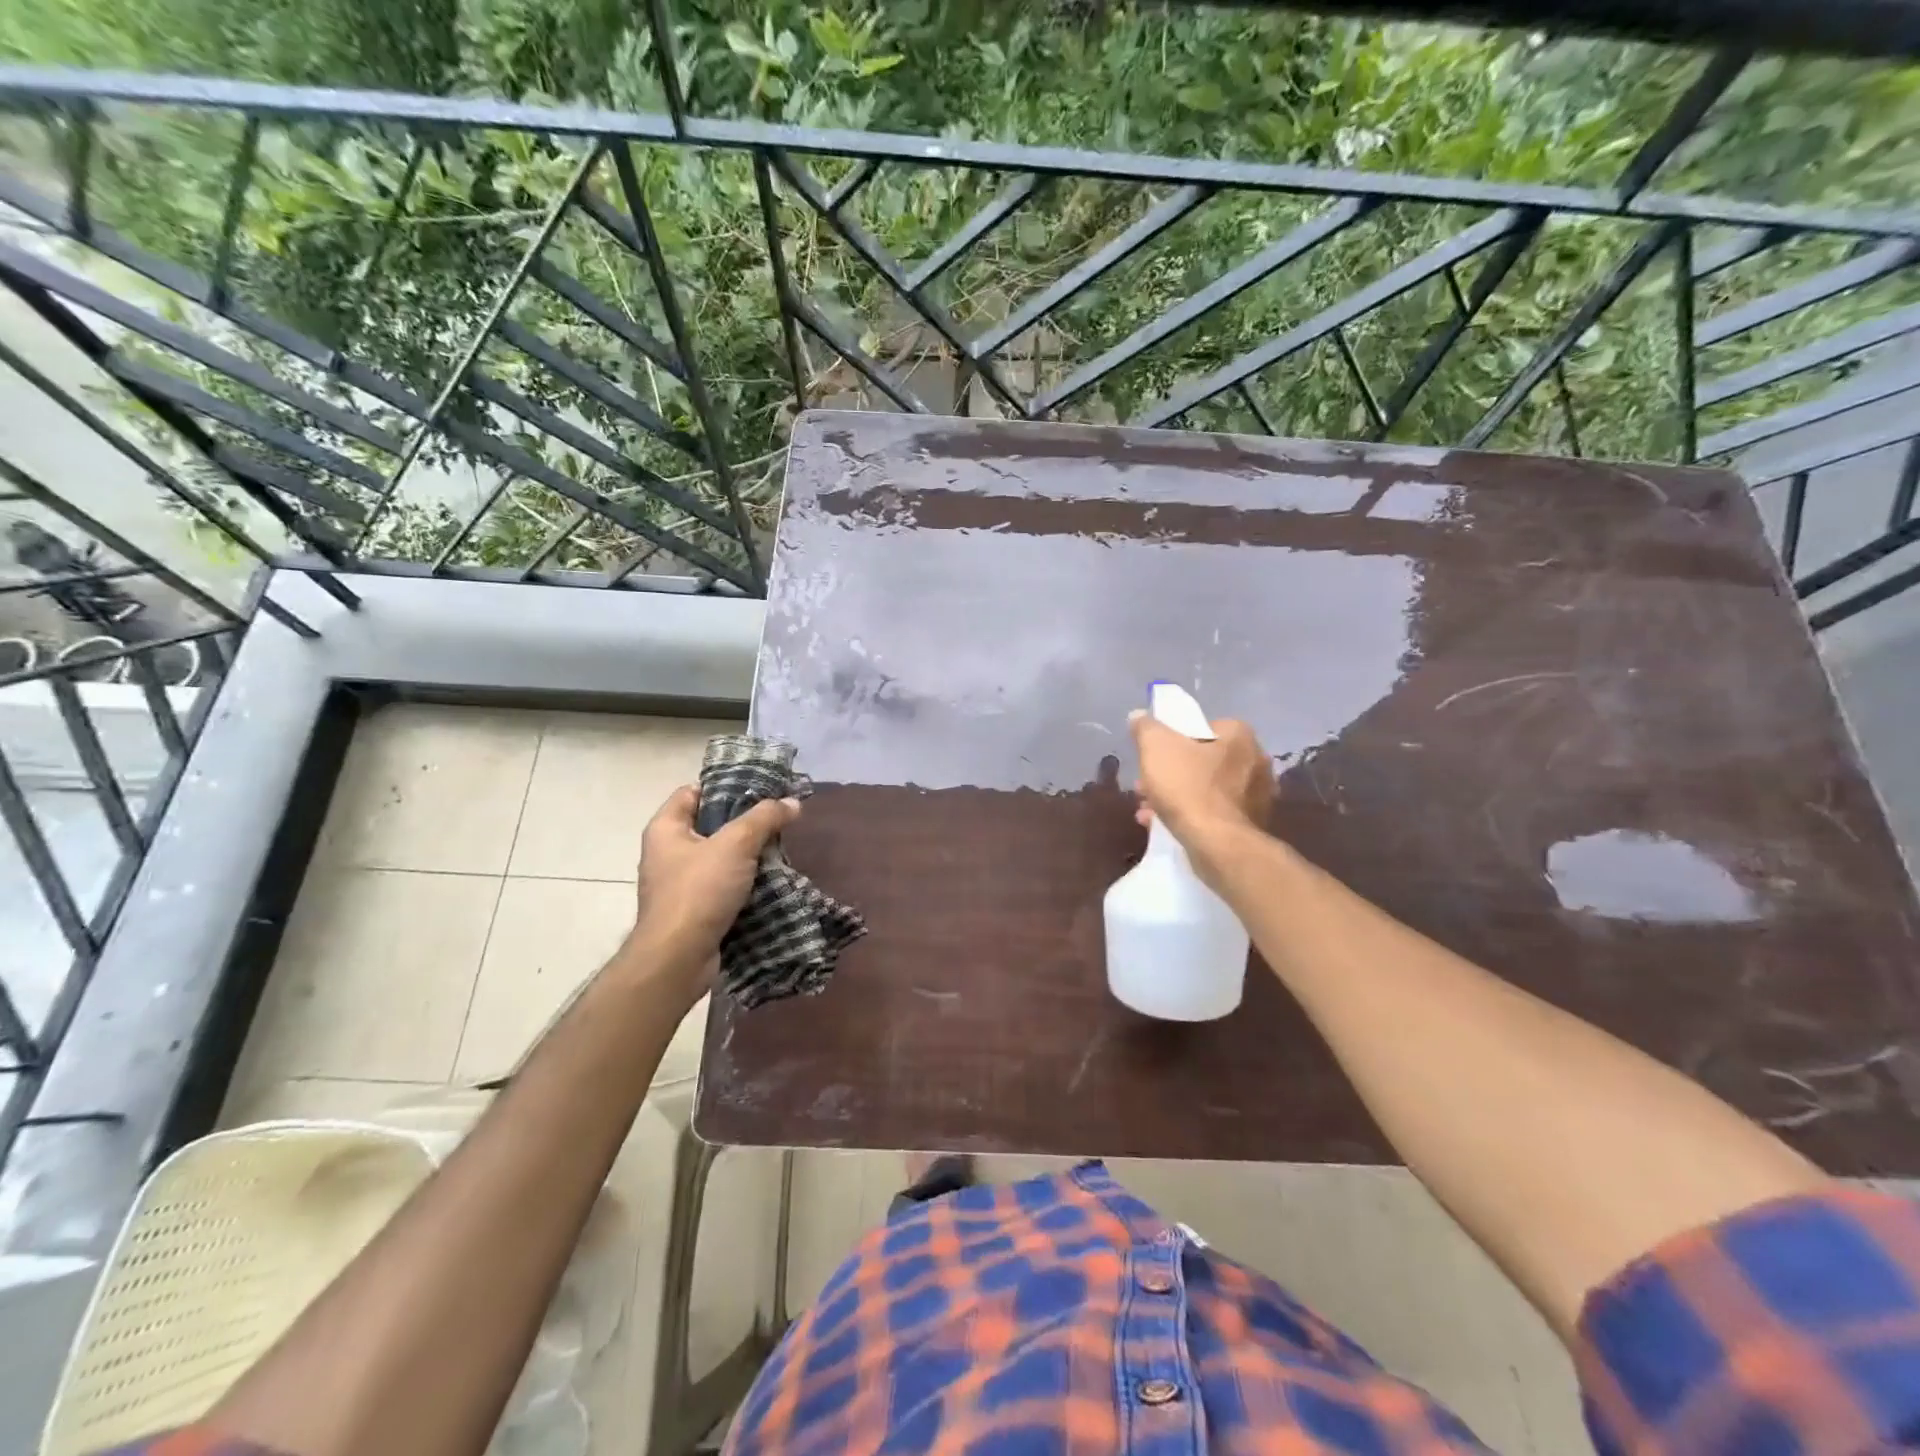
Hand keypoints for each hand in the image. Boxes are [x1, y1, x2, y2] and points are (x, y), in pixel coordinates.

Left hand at [623, 785, 799, 999]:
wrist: (678, 958)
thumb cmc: (699, 891)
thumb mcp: (736, 844)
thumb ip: (765, 818)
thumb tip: (792, 802)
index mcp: (666, 828)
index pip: (692, 792)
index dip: (724, 787)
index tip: (758, 790)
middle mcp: (666, 852)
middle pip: (709, 824)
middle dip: (743, 822)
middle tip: (776, 819)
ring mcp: (678, 884)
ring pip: (719, 857)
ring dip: (747, 854)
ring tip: (779, 848)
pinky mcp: (692, 910)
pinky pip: (721, 885)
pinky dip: (743, 882)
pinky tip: (769, 880)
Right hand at [1130, 711, 1273, 885]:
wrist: (1218, 845)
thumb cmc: (1188, 788)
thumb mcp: (1155, 748)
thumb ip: (1146, 728)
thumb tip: (1138, 715)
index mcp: (1239, 735)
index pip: (1203, 726)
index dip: (1174, 739)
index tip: (1154, 756)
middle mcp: (1256, 761)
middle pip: (1203, 760)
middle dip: (1171, 772)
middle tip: (1146, 786)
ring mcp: (1258, 796)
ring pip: (1207, 789)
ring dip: (1177, 796)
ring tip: (1149, 810)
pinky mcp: (1251, 825)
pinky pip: (1214, 813)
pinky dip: (1191, 816)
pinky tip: (1165, 826)